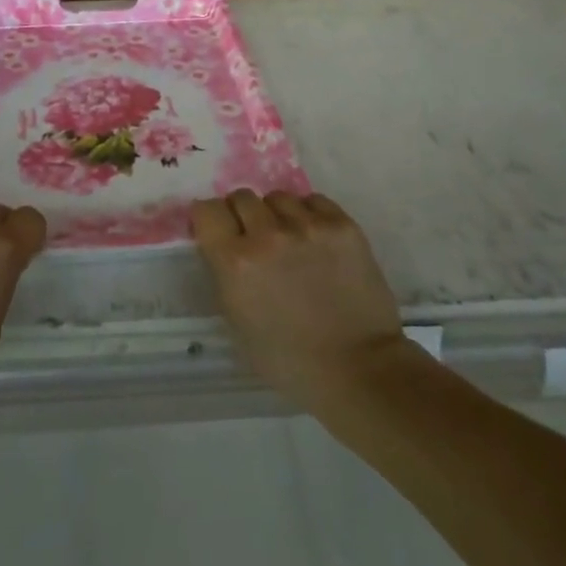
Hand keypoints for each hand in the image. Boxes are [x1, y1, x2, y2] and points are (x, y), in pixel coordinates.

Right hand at [191, 190, 407, 409]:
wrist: (358, 368)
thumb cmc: (289, 359)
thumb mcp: (237, 322)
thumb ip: (224, 274)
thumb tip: (222, 245)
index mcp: (236, 262)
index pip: (207, 210)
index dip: (210, 219)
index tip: (218, 230)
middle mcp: (268, 235)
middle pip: (242, 197)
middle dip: (243, 215)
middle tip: (255, 238)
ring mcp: (308, 226)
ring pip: (278, 197)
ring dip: (277, 215)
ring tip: (290, 240)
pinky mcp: (342, 225)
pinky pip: (313, 201)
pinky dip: (309, 215)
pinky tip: (315, 239)